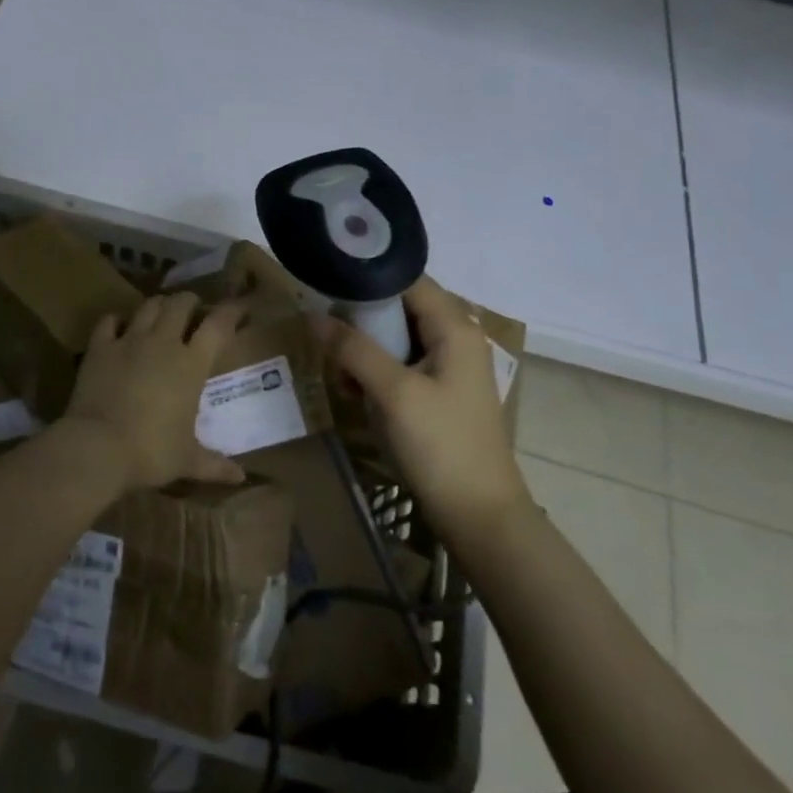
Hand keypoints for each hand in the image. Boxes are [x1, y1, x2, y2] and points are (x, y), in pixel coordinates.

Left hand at [59, 292, 248, 491]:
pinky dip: (118, 319)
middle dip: (190, 302)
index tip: (239, 309)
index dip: (231, 311)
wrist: (97, 447)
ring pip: (148, 306)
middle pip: (180, 304)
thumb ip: (215, 464)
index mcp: (191, 364)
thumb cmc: (151, 452)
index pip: (218, 325)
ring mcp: (129, 341)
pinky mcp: (100, 347)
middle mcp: (163, 342)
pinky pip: (109, 321)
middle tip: (193, 309)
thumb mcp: (187, 460)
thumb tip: (240, 478)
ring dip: (158, 305)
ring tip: (162, 312)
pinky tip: (120, 325)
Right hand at [316, 277, 531, 545]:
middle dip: (361, 320)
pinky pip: (401, 364)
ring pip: (396, 337)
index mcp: (454, 327)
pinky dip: (376, 372)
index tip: (327, 283)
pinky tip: (356, 394)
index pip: (407, 278)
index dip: (367, 276)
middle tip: (327, 336)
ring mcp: (449, 365)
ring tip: (341, 374)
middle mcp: (456, 336)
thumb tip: (312, 315)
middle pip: (400, 306)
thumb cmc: (440, 446)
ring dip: (365, 350)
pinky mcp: (440, 391)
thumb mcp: (392, 393)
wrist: (479, 516)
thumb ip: (353, 349)